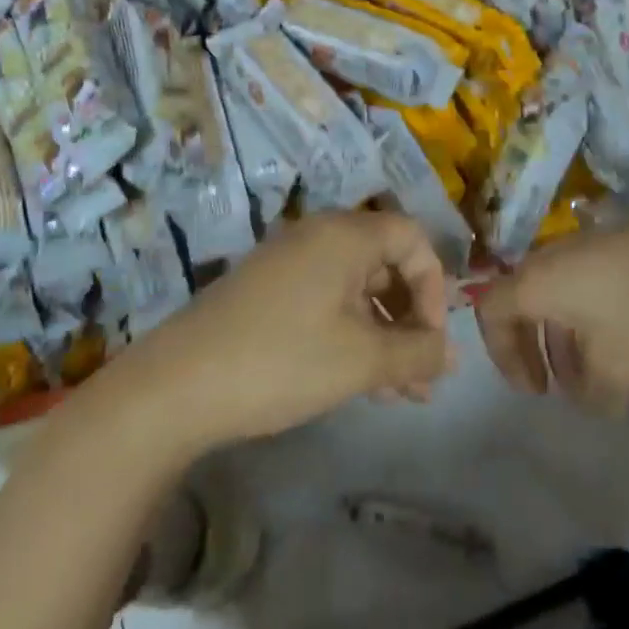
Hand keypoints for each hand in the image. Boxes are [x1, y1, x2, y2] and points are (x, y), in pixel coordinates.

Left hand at [124, 212, 454, 447]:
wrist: (177, 384)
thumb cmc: (282, 360)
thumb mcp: (361, 360)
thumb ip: (416, 353)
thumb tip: (450, 354)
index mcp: (344, 235)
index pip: (412, 237)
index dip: (434, 285)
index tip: (431, 339)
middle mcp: (317, 236)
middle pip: (385, 263)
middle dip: (410, 320)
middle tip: (421, 378)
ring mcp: (287, 262)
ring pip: (356, 289)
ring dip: (383, 335)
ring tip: (397, 394)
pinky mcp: (266, 291)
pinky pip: (326, 301)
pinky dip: (350, 334)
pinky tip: (357, 381)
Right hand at [474, 203, 628, 413]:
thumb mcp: (620, 370)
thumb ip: (591, 392)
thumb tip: (590, 395)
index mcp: (538, 280)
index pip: (489, 310)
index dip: (501, 354)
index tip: (534, 390)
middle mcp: (554, 255)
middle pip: (523, 300)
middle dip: (533, 348)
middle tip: (556, 386)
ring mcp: (590, 243)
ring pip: (559, 293)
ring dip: (566, 337)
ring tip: (597, 375)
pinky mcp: (624, 241)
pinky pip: (588, 281)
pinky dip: (592, 316)